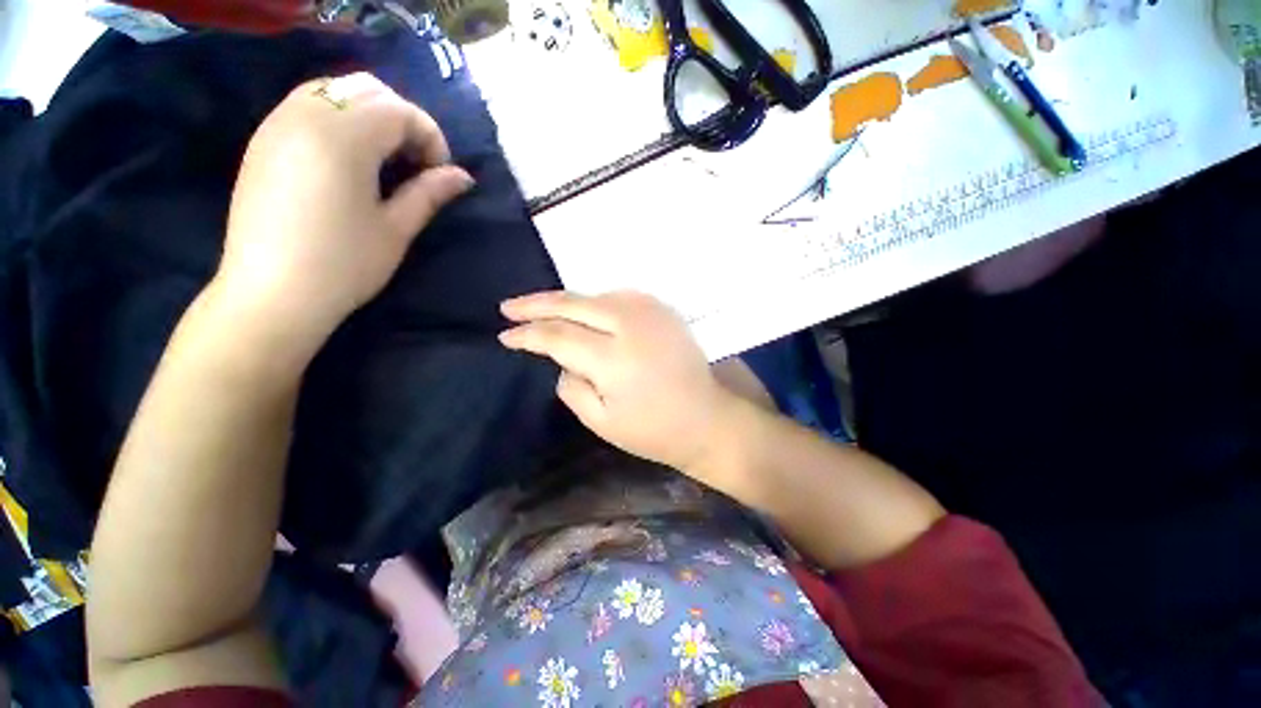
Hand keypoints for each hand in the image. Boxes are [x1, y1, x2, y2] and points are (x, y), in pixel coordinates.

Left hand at [214, 72, 473, 350]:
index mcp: (342, 138)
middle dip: (402, 120)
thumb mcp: (396, 229)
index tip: (441, 174)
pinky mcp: (263, 140)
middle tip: (416, 164)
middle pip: (367, 89)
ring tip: (385, 160)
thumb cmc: (343, 265)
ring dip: (370, 116)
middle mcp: (305, 115)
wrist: (271, 294)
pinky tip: (350, 159)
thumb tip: (462, 177)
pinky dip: (340, 119)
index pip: (399, 110)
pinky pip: (308, 105)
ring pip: (335, 90)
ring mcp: (278, 124)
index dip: (431, 137)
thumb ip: (429, 193)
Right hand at [499, 291, 739, 480]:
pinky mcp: (662, 309)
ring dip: (565, 302)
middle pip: (572, 303)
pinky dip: (595, 302)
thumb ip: (572, 386)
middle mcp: (629, 324)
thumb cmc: (653, 430)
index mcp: (612, 358)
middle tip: (508, 307)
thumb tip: (562, 360)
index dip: (528, 335)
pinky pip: (618, 297)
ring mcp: (649, 311)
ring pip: (594, 296)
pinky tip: (584, 310)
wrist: (707, 417)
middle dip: (535, 304)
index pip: (557, 336)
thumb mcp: (601, 421)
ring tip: (542, 309)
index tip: (505, 335)